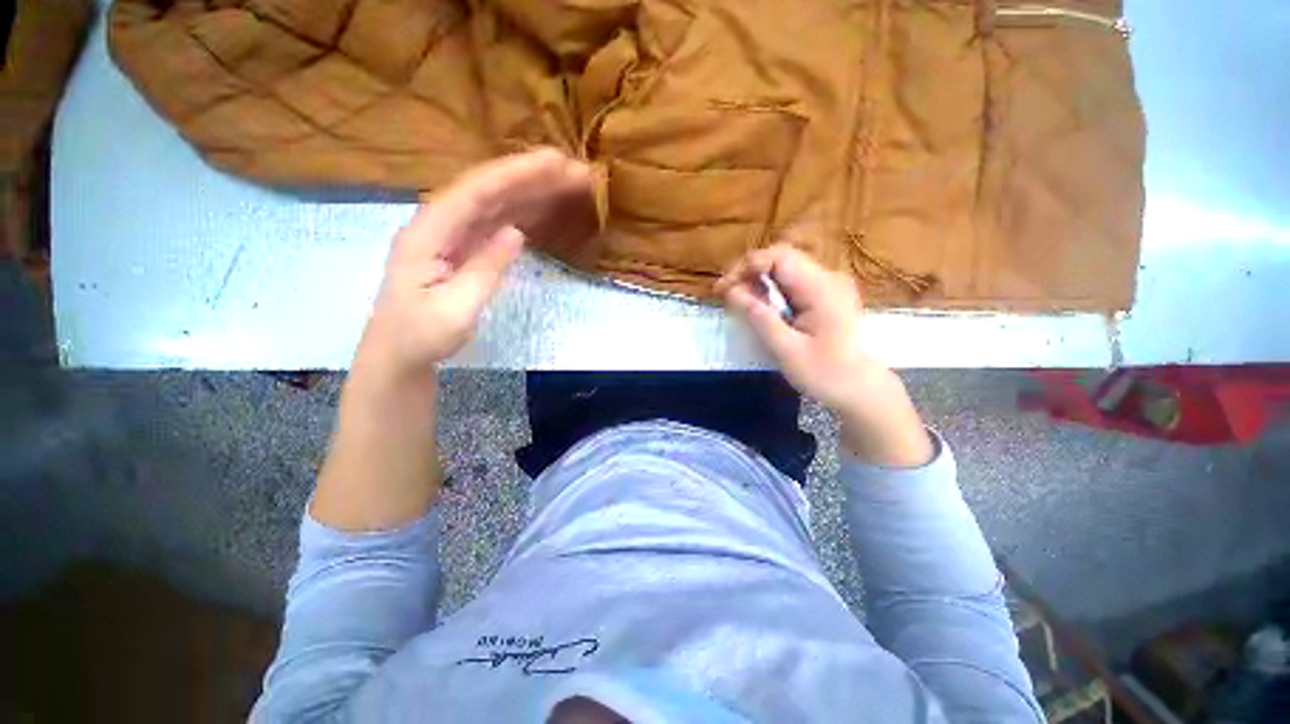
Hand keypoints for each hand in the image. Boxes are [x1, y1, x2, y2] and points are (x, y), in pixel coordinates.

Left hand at [354, 149, 592, 383]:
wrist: (399, 353)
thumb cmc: (421, 336)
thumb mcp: (455, 310)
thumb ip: (485, 269)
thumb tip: (516, 233)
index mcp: (428, 233)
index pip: (476, 191)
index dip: (517, 173)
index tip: (556, 163)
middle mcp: (439, 224)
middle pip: (490, 190)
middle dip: (533, 177)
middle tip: (577, 172)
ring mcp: (453, 235)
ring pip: (496, 204)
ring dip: (532, 192)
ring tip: (570, 186)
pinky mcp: (465, 248)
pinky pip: (496, 223)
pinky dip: (523, 214)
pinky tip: (545, 210)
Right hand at [716, 244, 932, 466]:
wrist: (861, 390)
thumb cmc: (827, 374)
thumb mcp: (788, 350)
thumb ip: (761, 319)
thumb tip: (733, 292)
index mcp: (821, 289)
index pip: (779, 257)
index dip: (748, 266)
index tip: (724, 288)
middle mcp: (826, 278)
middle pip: (780, 258)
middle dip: (748, 273)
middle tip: (726, 295)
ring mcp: (826, 285)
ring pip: (783, 269)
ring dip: (757, 282)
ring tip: (738, 302)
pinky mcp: (822, 296)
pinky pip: (790, 283)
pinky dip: (769, 291)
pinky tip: (758, 307)